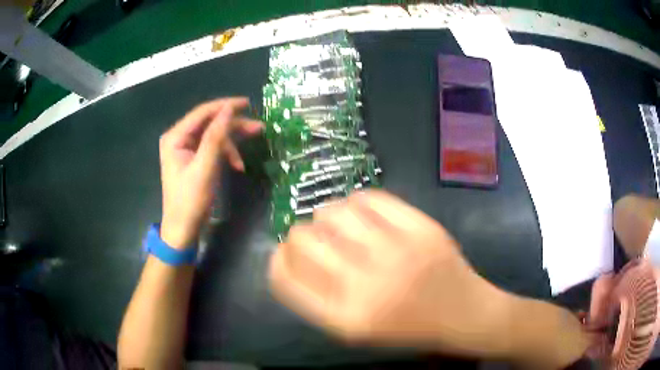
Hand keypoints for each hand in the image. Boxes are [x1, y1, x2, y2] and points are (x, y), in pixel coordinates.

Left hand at [159, 98, 262, 248]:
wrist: (183, 229)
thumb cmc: (190, 200)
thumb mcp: (204, 168)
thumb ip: (215, 137)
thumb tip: (228, 110)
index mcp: (175, 137)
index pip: (202, 113)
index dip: (225, 105)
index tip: (248, 103)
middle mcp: (179, 138)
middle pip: (210, 123)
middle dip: (233, 125)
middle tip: (258, 127)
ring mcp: (186, 149)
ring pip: (214, 135)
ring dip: (233, 140)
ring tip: (254, 144)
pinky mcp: (194, 159)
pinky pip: (213, 148)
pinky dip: (227, 154)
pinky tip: (238, 165)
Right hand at [269, 190, 509, 354]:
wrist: (461, 313)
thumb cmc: (406, 327)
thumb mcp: (355, 329)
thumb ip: (317, 298)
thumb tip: (288, 254)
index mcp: (344, 318)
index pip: (284, 277)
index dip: (277, 258)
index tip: (284, 253)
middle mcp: (364, 285)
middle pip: (302, 239)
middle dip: (299, 235)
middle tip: (314, 238)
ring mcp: (395, 252)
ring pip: (333, 211)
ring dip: (327, 215)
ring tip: (339, 223)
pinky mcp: (419, 228)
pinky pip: (370, 198)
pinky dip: (358, 201)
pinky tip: (364, 211)